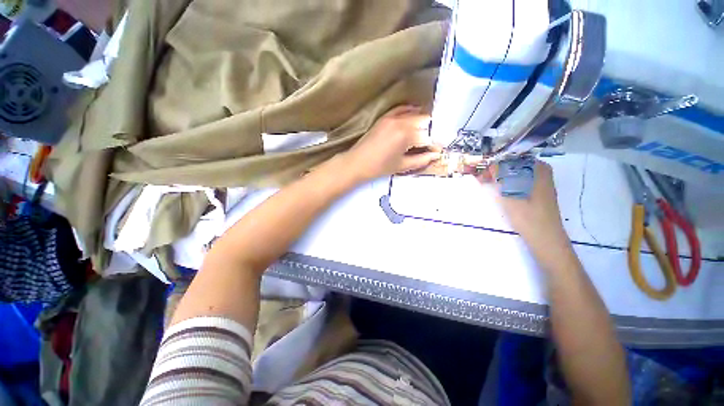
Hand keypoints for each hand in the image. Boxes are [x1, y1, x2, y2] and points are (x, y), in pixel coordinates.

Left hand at [342, 106, 441, 182]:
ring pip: (415, 114)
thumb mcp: (402, 165)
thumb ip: (421, 160)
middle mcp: (401, 121)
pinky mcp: (385, 116)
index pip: (428, 136)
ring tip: (426, 132)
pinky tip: (415, 116)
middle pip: (425, 121)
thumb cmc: (379, 167)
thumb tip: (435, 155)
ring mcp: (392, 117)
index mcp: (406, 135)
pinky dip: (411, 112)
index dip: (435, 144)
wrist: (357, 162)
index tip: (438, 150)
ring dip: (423, 122)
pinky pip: (402, 109)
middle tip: (432, 142)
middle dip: (431, 132)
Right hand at [478, 161, 569, 250]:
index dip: (496, 161)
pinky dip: (507, 181)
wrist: (545, 238)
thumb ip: (500, 177)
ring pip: (516, 172)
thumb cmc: (528, 216)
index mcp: (538, 169)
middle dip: (497, 167)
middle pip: (515, 164)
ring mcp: (540, 182)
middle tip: (482, 176)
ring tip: (486, 181)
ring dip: (501, 175)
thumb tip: (490, 164)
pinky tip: (499, 188)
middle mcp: (541, 172)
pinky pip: (519, 180)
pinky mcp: (537, 192)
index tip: (482, 169)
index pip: (513, 158)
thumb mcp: (509, 194)